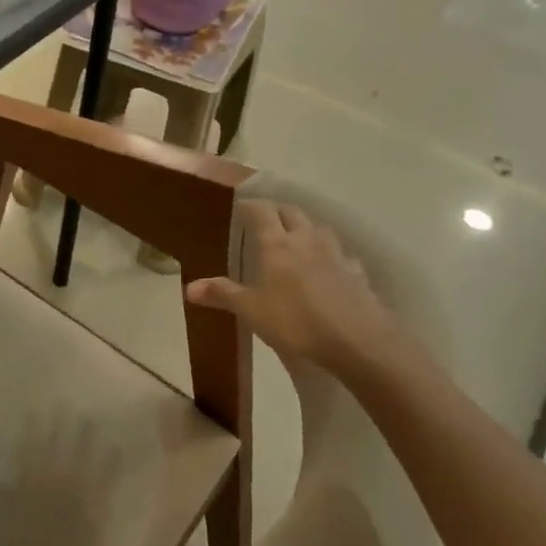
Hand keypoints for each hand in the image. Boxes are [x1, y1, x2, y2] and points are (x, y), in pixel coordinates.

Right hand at [186, 201, 401, 377]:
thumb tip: (188, 288)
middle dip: (277, 211)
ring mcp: (335, 255)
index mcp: (277, 244)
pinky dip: (330, 255)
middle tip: (265, 219)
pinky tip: (328, 268)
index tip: (240, 206)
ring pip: (319, 228)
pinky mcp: (356, 273)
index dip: (250, 206)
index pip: (261, 211)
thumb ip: (222, 294)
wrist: (356, 340)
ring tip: (296, 238)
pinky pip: (341, 255)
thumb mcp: (251, 310)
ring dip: (305, 227)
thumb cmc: (295, 321)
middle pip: (292, 213)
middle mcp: (306, 240)